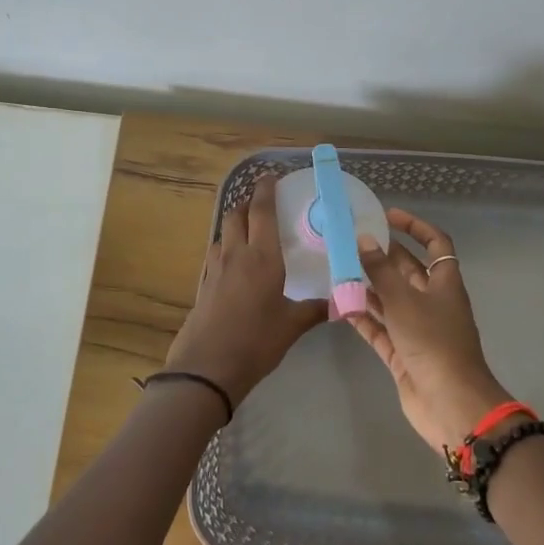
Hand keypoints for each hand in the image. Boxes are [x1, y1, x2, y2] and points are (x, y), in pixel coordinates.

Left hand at [164, 179, 327, 402]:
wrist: (207, 368)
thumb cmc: (255, 342)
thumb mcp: (291, 326)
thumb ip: (315, 310)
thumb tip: (341, 304)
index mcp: (261, 257)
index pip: (261, 211)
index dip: (265, 190)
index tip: (270, 176)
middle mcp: (235, 254)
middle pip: (236, 215)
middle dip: (247, 202)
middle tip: (262, 202)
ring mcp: (215, 269)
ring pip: (223, 233)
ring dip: (235, 224)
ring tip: (250, 231)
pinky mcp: (203, 284)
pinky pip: (216, 253)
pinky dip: (227, 246)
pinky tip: (236, 263)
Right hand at [349, 208, 513, 451]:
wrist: (450, 405)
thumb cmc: (433, 343)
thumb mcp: (404, 301)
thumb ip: (381, 271)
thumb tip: (364, 239)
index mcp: (444, 284)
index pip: (435, 244)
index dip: (415, 226)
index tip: (387, 216)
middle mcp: (432, 303)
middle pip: (407, 271)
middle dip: (382, 256)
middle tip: (349, 242)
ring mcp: (417, 330)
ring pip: (389, 300)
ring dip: (366, 287)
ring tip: (336, 270)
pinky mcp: (402, 354)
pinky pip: (379, 329)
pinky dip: (362, 317)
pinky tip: (339, 305)